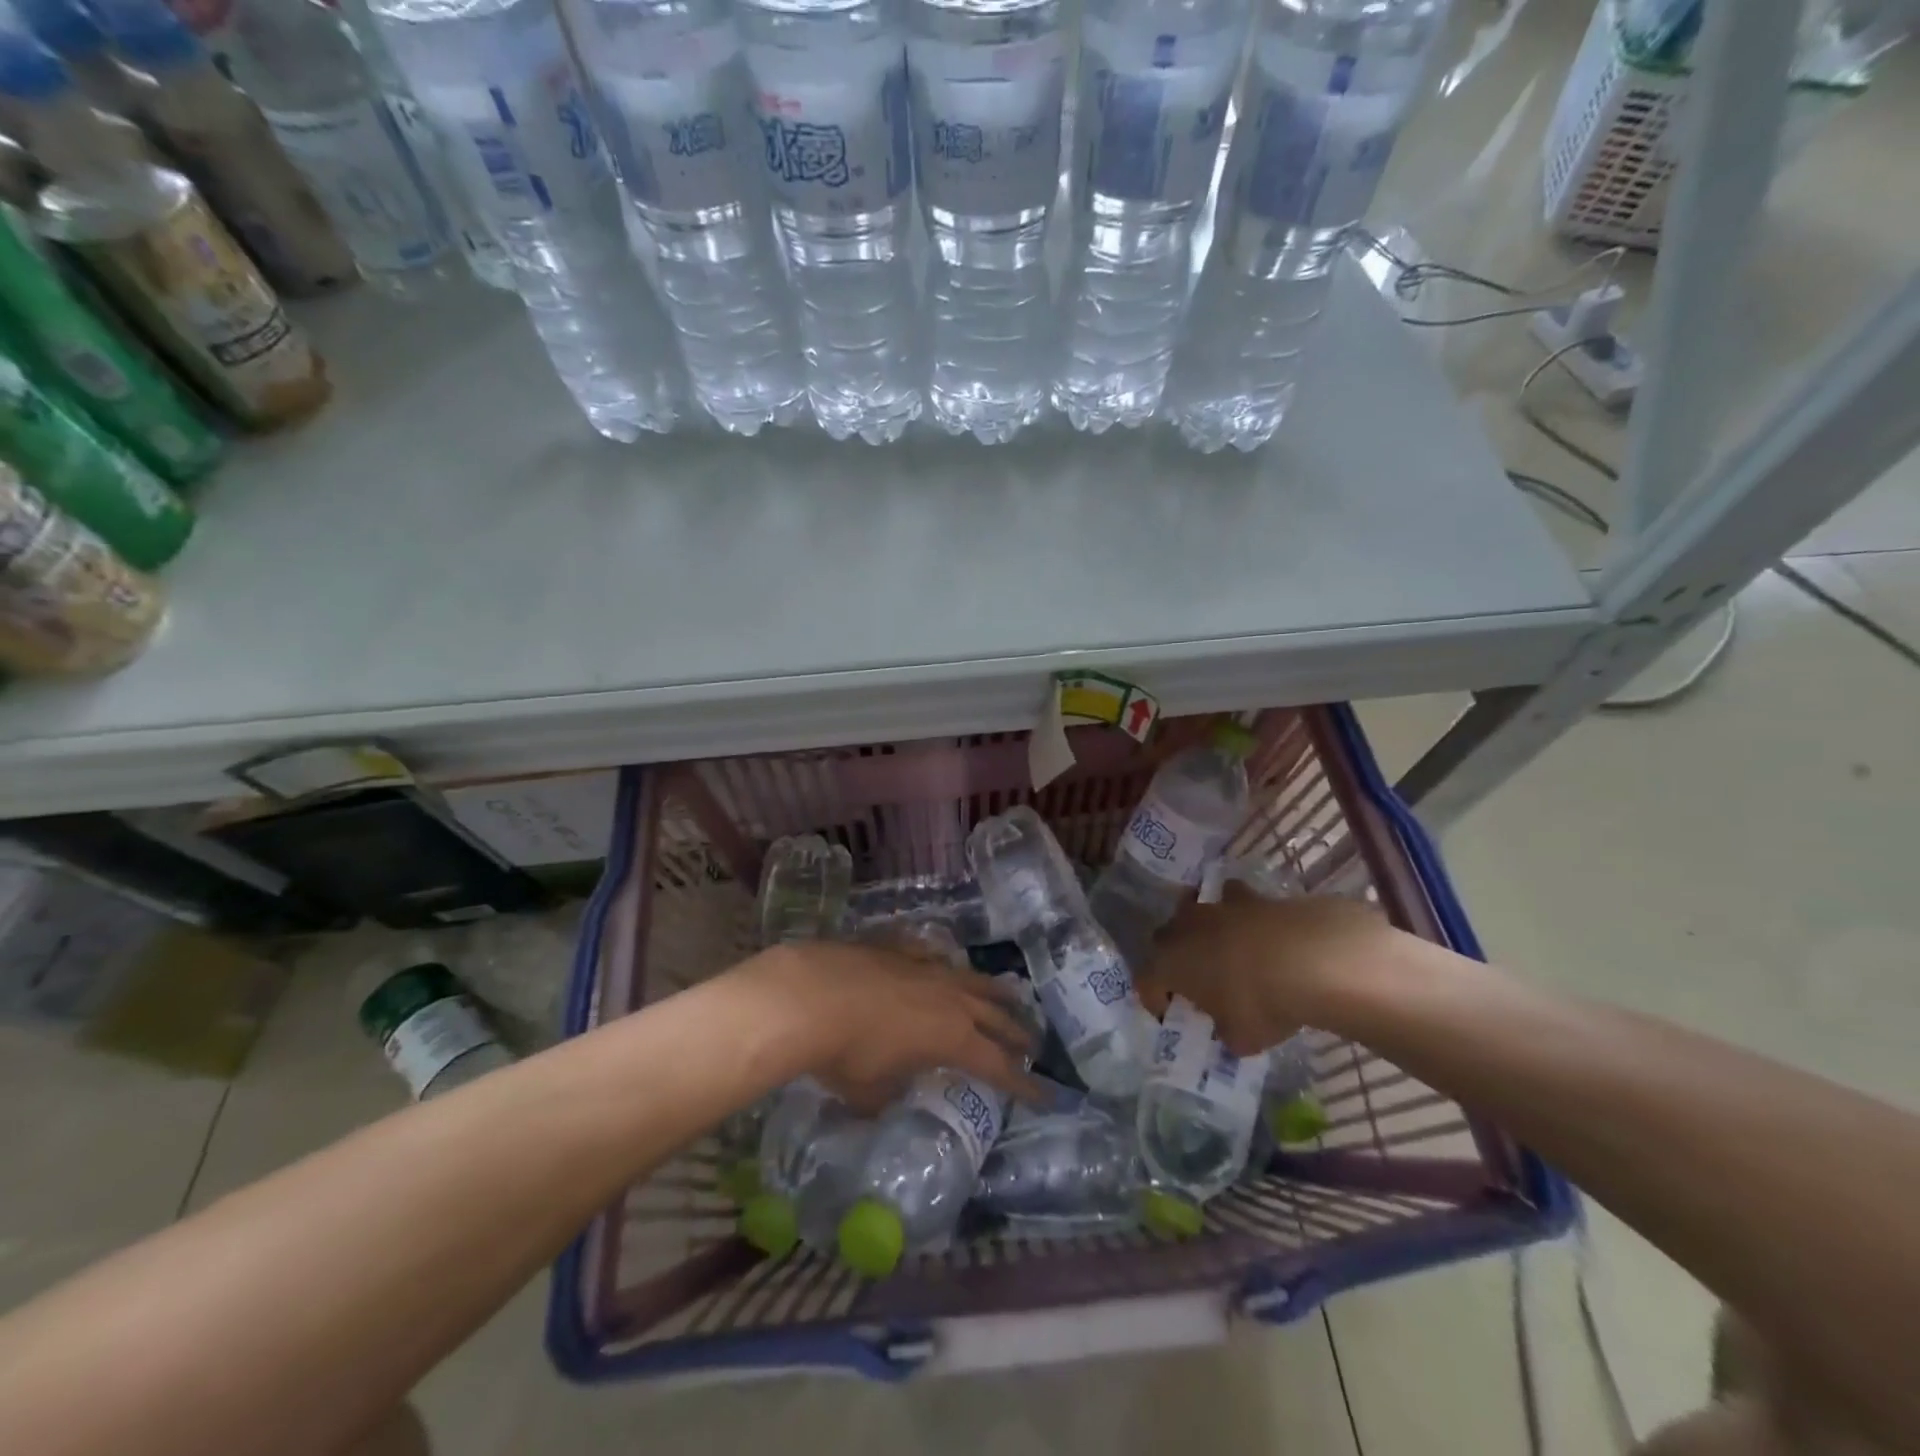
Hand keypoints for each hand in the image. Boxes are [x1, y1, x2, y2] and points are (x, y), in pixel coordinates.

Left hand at [738, 940, 1042, 1113]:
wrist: (810, 995)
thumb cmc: (845, 1054)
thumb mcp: (871, 1092)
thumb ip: (891, 1094)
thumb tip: (891, 1093)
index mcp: (953, 1038)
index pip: (999, 1066)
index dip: (1024, 1083)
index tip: (1046, 1094)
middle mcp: (949, 998)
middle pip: (995, 1016)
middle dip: (1017, 1033)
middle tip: (1033, 1045)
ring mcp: (925, 967)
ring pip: (971, 978)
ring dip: (993, 991)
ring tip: (1007, 996)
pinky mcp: (898, 947)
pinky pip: (931, 953)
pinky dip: (943, 963)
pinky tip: (941, 962)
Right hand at [1135, 886, 1396, 1057]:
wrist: (1307, 958)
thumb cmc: (1260, 1004)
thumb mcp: (1242, 1039)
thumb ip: (1227, 1034)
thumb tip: (1229, 1031)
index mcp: (1167, 964)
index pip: (1146, 982)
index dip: (1155, 1001)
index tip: (1171, 1016)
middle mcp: (1181, 930)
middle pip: (1164, 943)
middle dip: (1174, 960)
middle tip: (1195, 983)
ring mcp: (1213, 907)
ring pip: (1193, 913)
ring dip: (1201, 931)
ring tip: (1222, 951)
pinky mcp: (1247, 895)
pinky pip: (1231, 900)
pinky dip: (1237, 913)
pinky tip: (1253, 929)